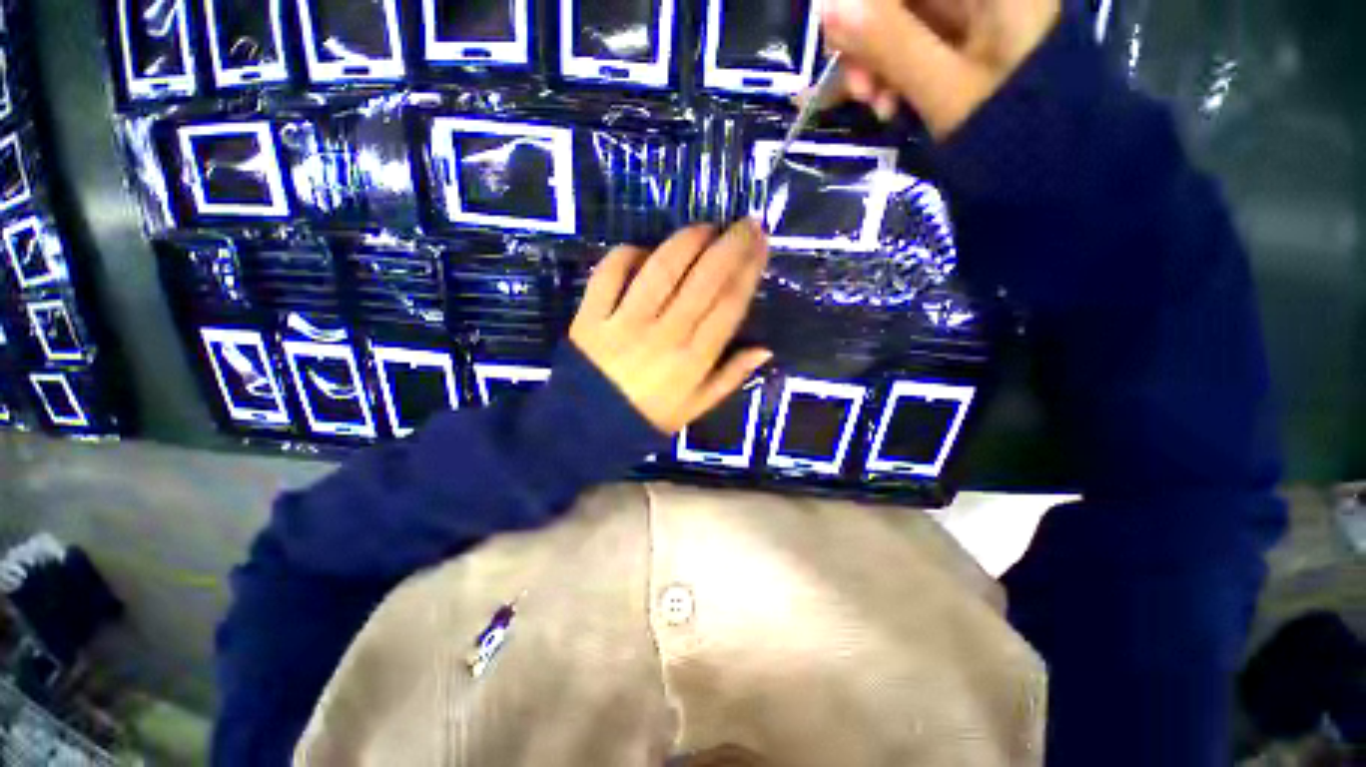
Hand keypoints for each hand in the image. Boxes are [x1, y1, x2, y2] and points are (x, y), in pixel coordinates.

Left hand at [570, 221, 772, 434]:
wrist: (586, 427)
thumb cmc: (649, 417)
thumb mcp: (696, 407)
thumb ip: (730, 377)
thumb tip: (765, 349)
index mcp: (693, 360)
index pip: (729, 304)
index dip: (749, 270)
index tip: (762, 244)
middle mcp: (664, 335)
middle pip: (703, 279)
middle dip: (730, 244)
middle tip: (746, 222)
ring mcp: (625, 322)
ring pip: (662, 269)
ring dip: (687, 241)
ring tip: (705, 229)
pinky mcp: (591, 316)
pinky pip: (611, 273)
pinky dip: (628, 255)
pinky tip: (645, 251)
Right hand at [818, 0, 1060, 137]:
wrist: (1052, 173)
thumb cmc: (1010, 132)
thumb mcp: (947, 90)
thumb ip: (890, 44)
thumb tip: (829, 6)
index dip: (864, 2)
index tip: (837, 40)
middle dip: (867, 37)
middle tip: (856, 88)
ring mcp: (975, 17)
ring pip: (901, 22)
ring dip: (874, 63)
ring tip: (873, 106)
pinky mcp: (964, 45)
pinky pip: (911, 47)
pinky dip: (891, 74)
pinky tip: (886, 106)